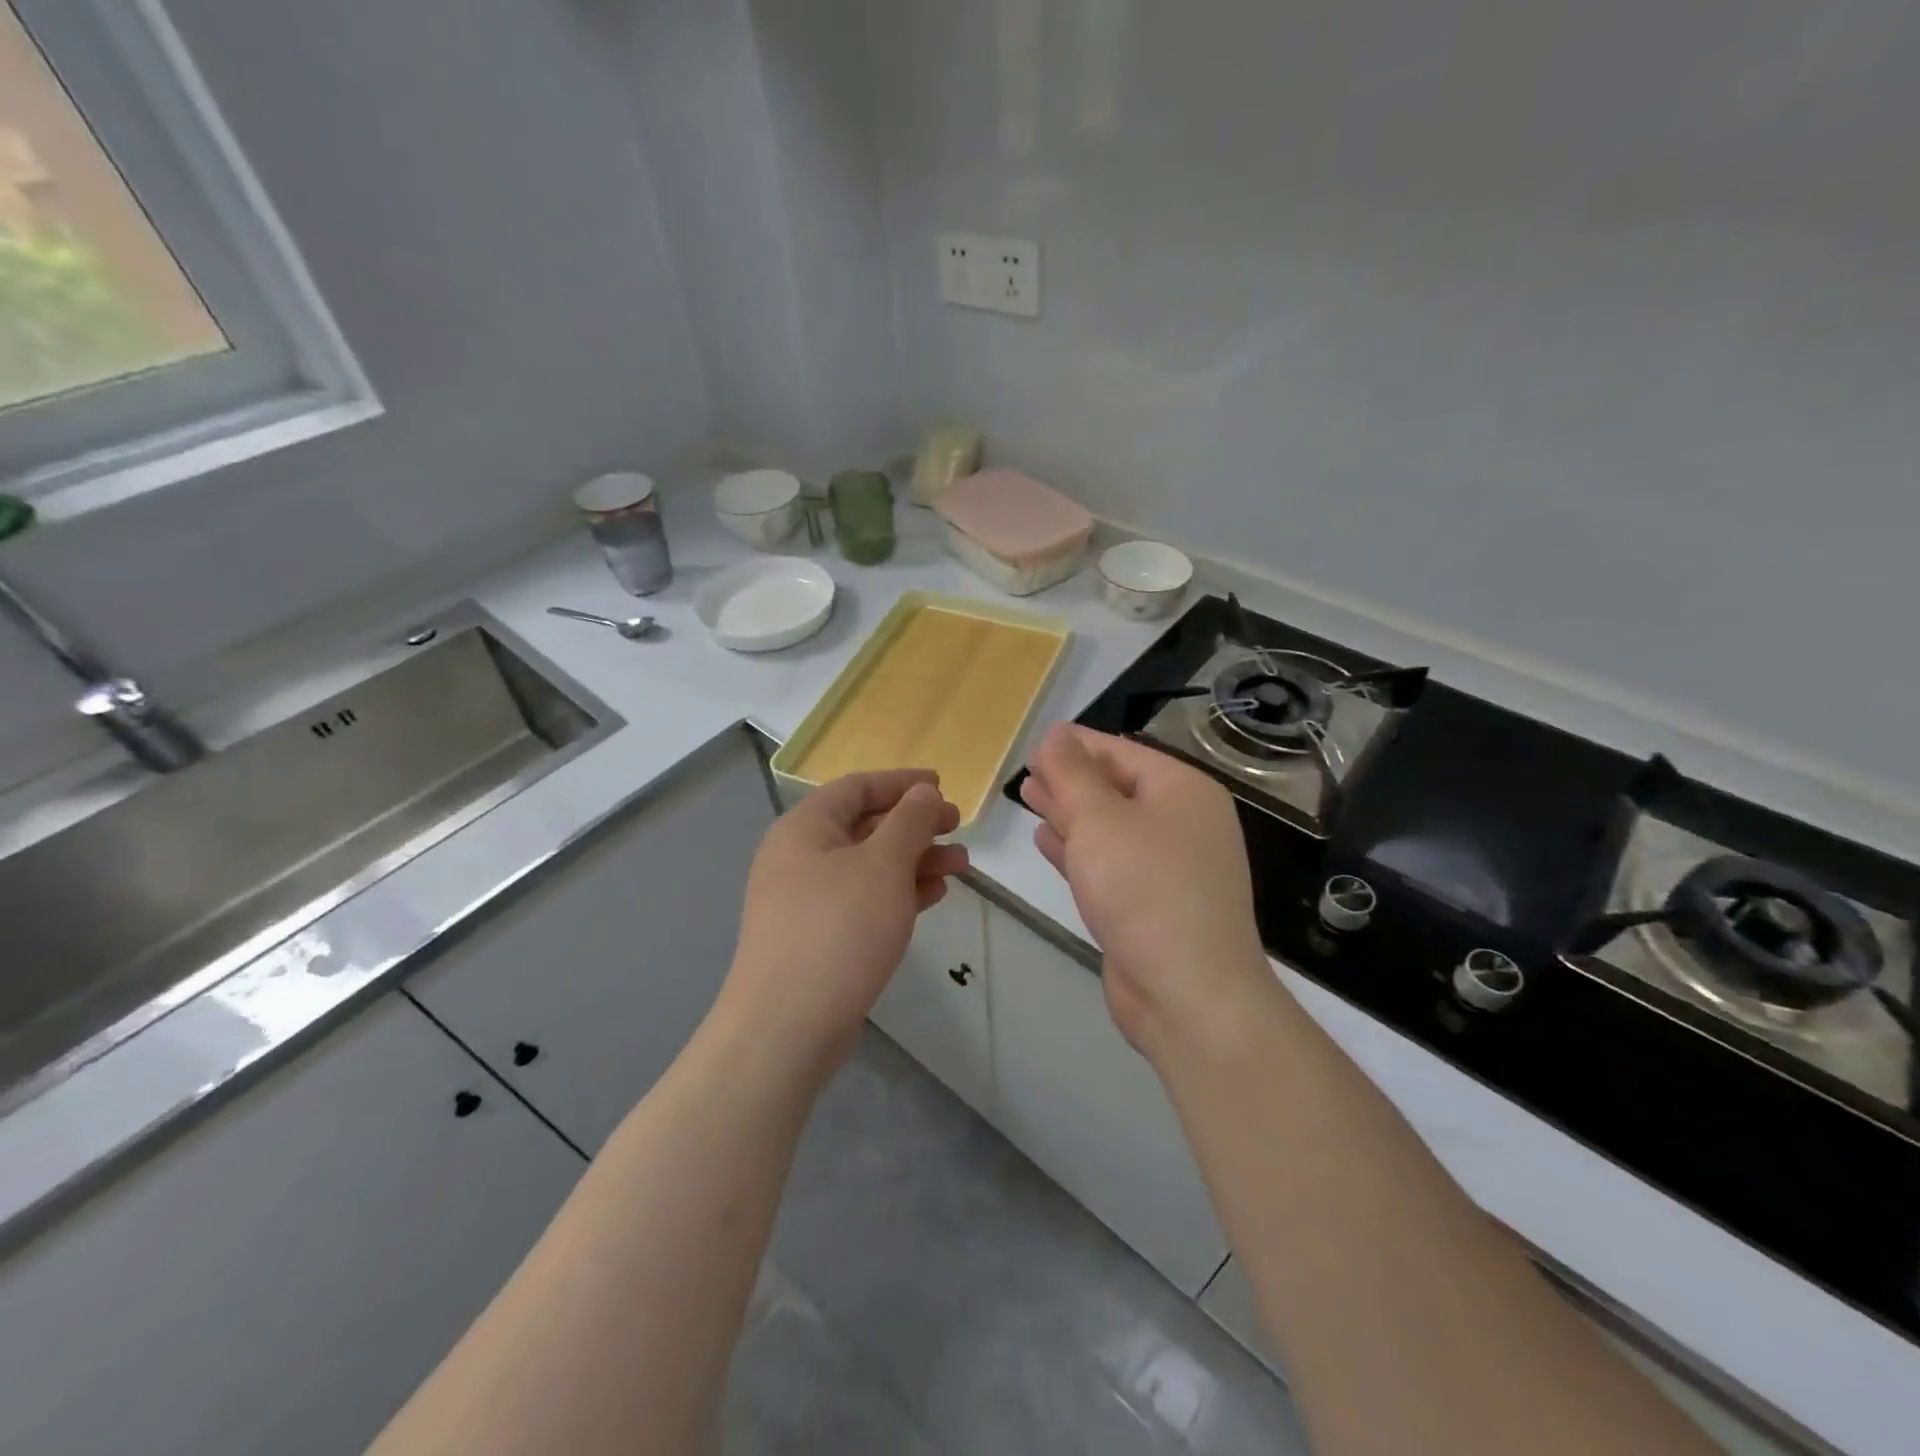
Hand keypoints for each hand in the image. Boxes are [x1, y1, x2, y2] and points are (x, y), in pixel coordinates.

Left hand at [722, 769, 967, 1074]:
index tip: (941, 784)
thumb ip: (908, 821)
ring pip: (869, 866)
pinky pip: (864, 900)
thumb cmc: (838, 929)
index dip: (901, 782)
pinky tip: (933, 896)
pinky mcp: (818, 936)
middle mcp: (800, 857)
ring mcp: (806, 900)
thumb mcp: (883, 865)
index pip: (856, 787)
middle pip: (865, 826)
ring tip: (961, 865)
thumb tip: (922, 791)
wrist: (786, 1027)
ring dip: (915, 860)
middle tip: (957, 827)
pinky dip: (898, 892)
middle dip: (915, 825)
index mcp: (805, 828)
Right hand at [1022, 723, 1273, 1056]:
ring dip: (1069, 812)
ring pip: (1110, 826)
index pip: (1120, 752)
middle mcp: (1183, 822)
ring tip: (1030, 796)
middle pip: (1116, 787)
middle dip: (1069, 779)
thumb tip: (1056, 733)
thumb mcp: (1100, 820)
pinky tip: (1046, 839)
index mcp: (1183, 790)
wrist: (1189, 994)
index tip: (1033, 744)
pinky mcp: (1153, 903)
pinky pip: (1110, 862)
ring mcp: (1171, 866)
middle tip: (1026, 771)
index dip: (1074, 745)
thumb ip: (1072, 773)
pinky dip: (1078, 849)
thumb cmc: (1144, 891)